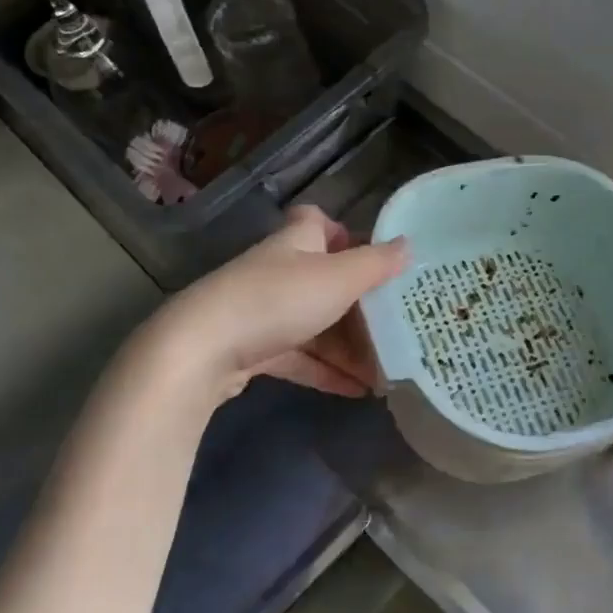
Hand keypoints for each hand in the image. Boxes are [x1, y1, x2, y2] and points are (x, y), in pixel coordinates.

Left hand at [142, 206, 408, 402]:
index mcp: (296, 243)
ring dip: (347, 345)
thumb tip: (408, 245)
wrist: (204, 350)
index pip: (315, 222)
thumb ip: (376, 264)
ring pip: (314, 323)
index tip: (373, 258)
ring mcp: (262, 311)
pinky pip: (299, 357)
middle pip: (323, 280)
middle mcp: (278, 271)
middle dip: (357, 303)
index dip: (343, 233)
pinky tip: (357, 390)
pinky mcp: (252, 349)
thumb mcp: (339, 278)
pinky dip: (327, 371)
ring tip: (385, 368)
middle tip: (393, 324)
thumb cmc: (279, 299)